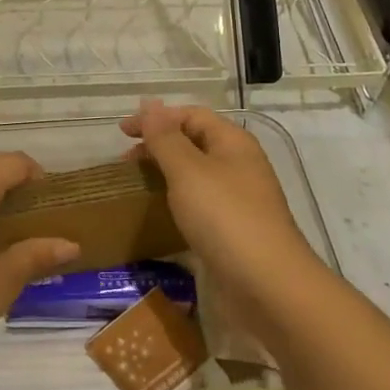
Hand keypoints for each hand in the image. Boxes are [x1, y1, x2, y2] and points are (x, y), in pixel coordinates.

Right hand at [120, 100, 310, 287]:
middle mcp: (238, 165)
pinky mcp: (233, 230)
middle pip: (194, 142)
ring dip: (166, 174)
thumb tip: (149, 104)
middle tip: (125, 162)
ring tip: (136, 185)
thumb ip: (165, 137)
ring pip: (196, 175)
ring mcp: (238, 199)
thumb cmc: (225, 218)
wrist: (267, 286)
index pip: (191, 115)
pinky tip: (159, 214)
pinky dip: (176, 201)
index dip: (156, 118)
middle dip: (158, 145)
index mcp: (232, 142)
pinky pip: (200, 204)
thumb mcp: (188, 171)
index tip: (122, 133)